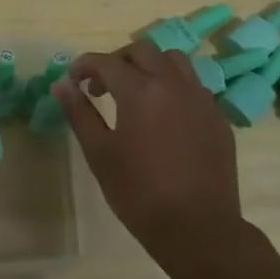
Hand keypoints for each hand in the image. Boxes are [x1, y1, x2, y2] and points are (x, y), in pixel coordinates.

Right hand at [53, 40, 244, 271]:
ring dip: (149, 66)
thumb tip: (62, 85)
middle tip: (101, 87)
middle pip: (142, 50)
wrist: (197, 228)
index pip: (106, 62)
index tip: (73, 80)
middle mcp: (173, 84)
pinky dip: (173, 85)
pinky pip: (193, 84)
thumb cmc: (139, 193)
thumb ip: (79, 113)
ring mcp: (201, 98)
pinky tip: (164, 115)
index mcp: (140, 91)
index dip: (84, 66)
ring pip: (174, 60)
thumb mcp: (100, 153)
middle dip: (117, 61)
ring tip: (136, 92)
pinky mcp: (217, 116)